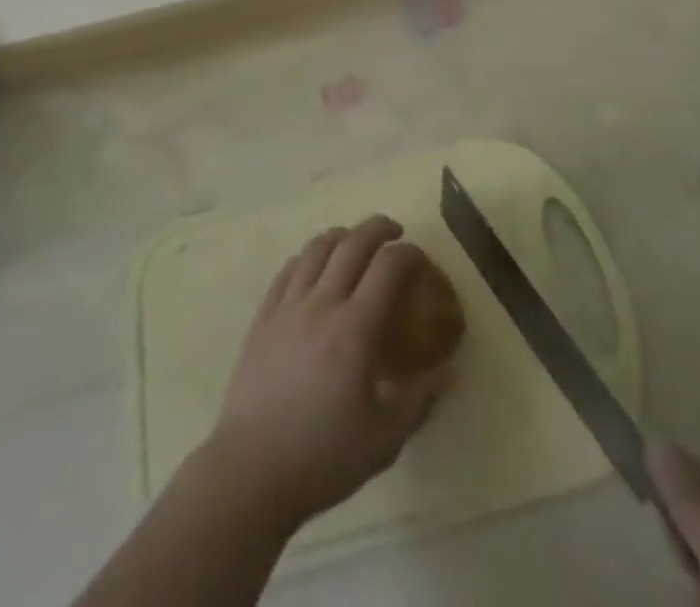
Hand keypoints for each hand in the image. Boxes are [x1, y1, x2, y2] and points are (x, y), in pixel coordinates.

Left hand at [198, 215, 452, 531]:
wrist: (251, 470)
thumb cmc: (322, 457)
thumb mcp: (385, 440)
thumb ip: (420, 400)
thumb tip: (448, 372)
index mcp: (354, 329)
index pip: (388, 267)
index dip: (409, 254)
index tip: (421, 258)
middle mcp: (322, 304)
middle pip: (352, 244)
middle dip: (378, 228)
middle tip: (394, 232)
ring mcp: (288, 305)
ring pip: (317, 248)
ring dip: (343, 235)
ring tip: (355, 241)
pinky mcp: (264, 314)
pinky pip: (289, 268)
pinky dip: (309, 255)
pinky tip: (316, 264)